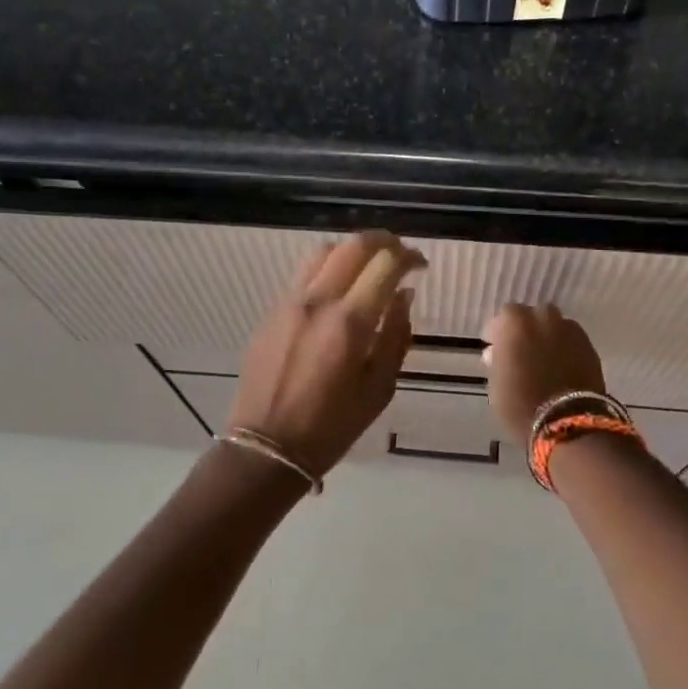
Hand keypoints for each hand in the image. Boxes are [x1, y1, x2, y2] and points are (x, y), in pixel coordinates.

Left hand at [229, 232, 425, 476]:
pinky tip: (337, 293)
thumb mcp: (379, 389)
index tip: (421, 266)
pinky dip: (327, 270)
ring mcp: (288, 303)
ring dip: (352, 252)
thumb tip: (403, 296)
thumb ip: (395, 336)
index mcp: (348, 323)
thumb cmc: (331, 427)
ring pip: (323, 253)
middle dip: (383, 242)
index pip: (385, 264)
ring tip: (367, 269)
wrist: (266, 446)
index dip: (409, 257)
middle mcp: (317, 301)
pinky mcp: (270, 312)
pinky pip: (302, 275)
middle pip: (353, 246)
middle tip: (400, 257)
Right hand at [480, 303, 606, 444]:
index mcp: (517, 324)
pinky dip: (565, 348)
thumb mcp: (496, 383)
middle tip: (520, 348)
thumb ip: (497, 361)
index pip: (506, 314)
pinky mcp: (590, 349)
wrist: (567, 423)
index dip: (499, 329)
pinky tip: (560, 366)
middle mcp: (545, 320)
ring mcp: (571, 333)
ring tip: (542, 357)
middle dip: (527, 327)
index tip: (494, 345)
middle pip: (535, 314)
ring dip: (548, 335)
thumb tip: (496, 352)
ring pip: (557, 325)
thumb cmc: (520, 404)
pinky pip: (573, 341)